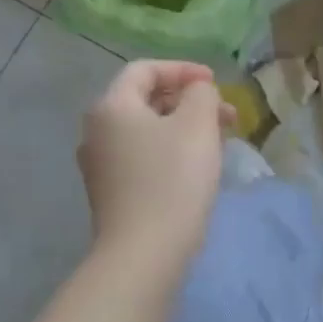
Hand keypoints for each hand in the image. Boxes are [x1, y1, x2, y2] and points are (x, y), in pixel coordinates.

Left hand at [78, 61, 234, 269]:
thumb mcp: (197, 124)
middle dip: (188, 101)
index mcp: (112, 106)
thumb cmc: (173, 179)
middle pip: (145, 99)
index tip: (215, 83)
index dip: (183, 69)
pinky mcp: (110, 192)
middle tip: (226, 115)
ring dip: (183, 126)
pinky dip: (170, 149)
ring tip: (218, 140)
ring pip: (146, 130)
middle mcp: (96, 131)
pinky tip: (195, 166)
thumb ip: (200, 93)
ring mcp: (100, 164)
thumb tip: (196, 91)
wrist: (144, 252)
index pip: (145, 70)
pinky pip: (142, 155)